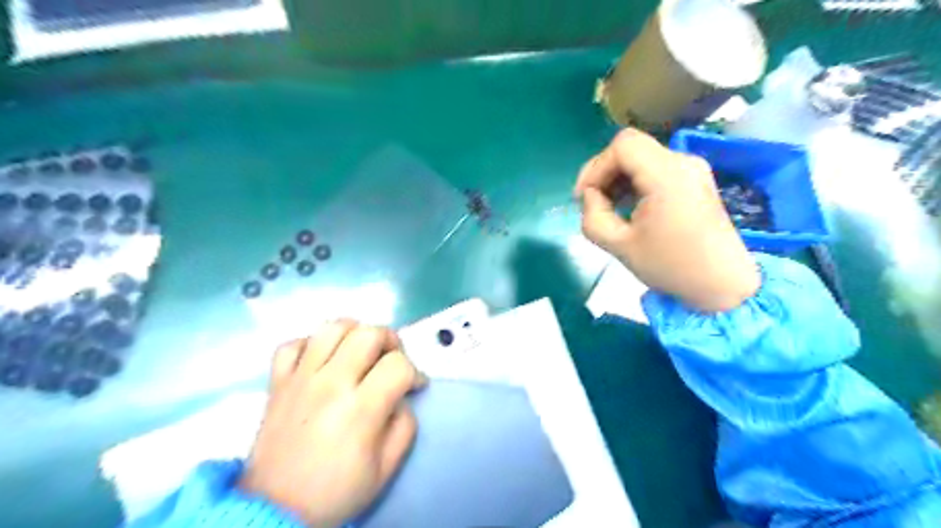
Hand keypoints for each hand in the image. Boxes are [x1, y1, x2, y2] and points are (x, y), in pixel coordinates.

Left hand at [239, 322, 427, 527]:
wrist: (276, 510)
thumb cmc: (336, 491)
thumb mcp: (386, 468)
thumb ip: (405, 425)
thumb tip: (401, 397)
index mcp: (360, 409)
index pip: (399, 365)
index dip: (415, 372)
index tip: (414, 386)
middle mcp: (330, 384)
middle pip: (369, 334)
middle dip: (391, 341)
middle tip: (391, 360)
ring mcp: (300, 379)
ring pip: (332, 328)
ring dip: (354, 332)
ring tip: (359, 351)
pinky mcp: (277, 382)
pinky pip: (292, 344)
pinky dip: (310, 344)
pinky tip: (321, 360)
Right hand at [573, 128, 763, 311]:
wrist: (723, 284)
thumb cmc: (671, 267)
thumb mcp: (620, 246)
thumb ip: (593, 217)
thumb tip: (591, 196)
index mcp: (667, 175)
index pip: (622, 146)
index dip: (595, 167)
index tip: (584, 197)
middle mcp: (682, 162)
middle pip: (631, 148)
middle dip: (604, 172)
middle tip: (591, 203)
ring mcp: (692, 169)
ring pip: (642, 157)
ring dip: (618, 178)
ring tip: (608, 208)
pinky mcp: (695, 180)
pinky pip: (655, 169)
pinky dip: (635, 182)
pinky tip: (628, 207)